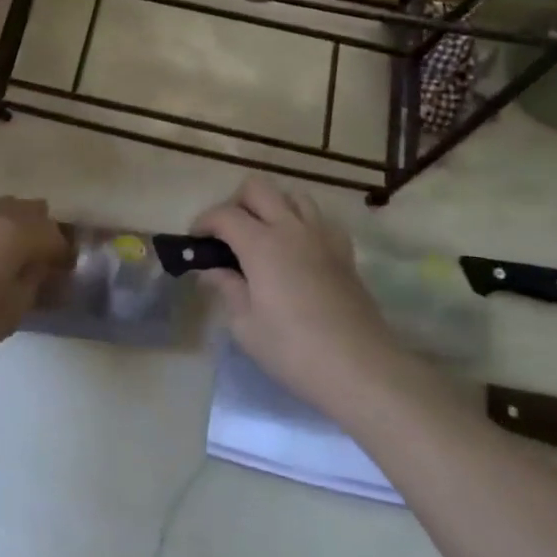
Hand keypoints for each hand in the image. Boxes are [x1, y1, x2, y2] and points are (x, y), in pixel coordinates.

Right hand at [193, 178, 402, 412]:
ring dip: (273, 206)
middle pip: (258, 188)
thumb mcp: (246, 326)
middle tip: (227, 235)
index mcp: (261, 244)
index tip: (195, 241)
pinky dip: (303, 223)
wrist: (360, 368)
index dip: (204, 222)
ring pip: (293, 195)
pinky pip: (320, 219)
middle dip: (236, 203)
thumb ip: (227, 289)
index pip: (224, 214)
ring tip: (264, 237)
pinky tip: (298, 250)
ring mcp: (322, 237)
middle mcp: (291, 228)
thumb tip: (211, 271)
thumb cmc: (293, 350)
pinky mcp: (344, 252)